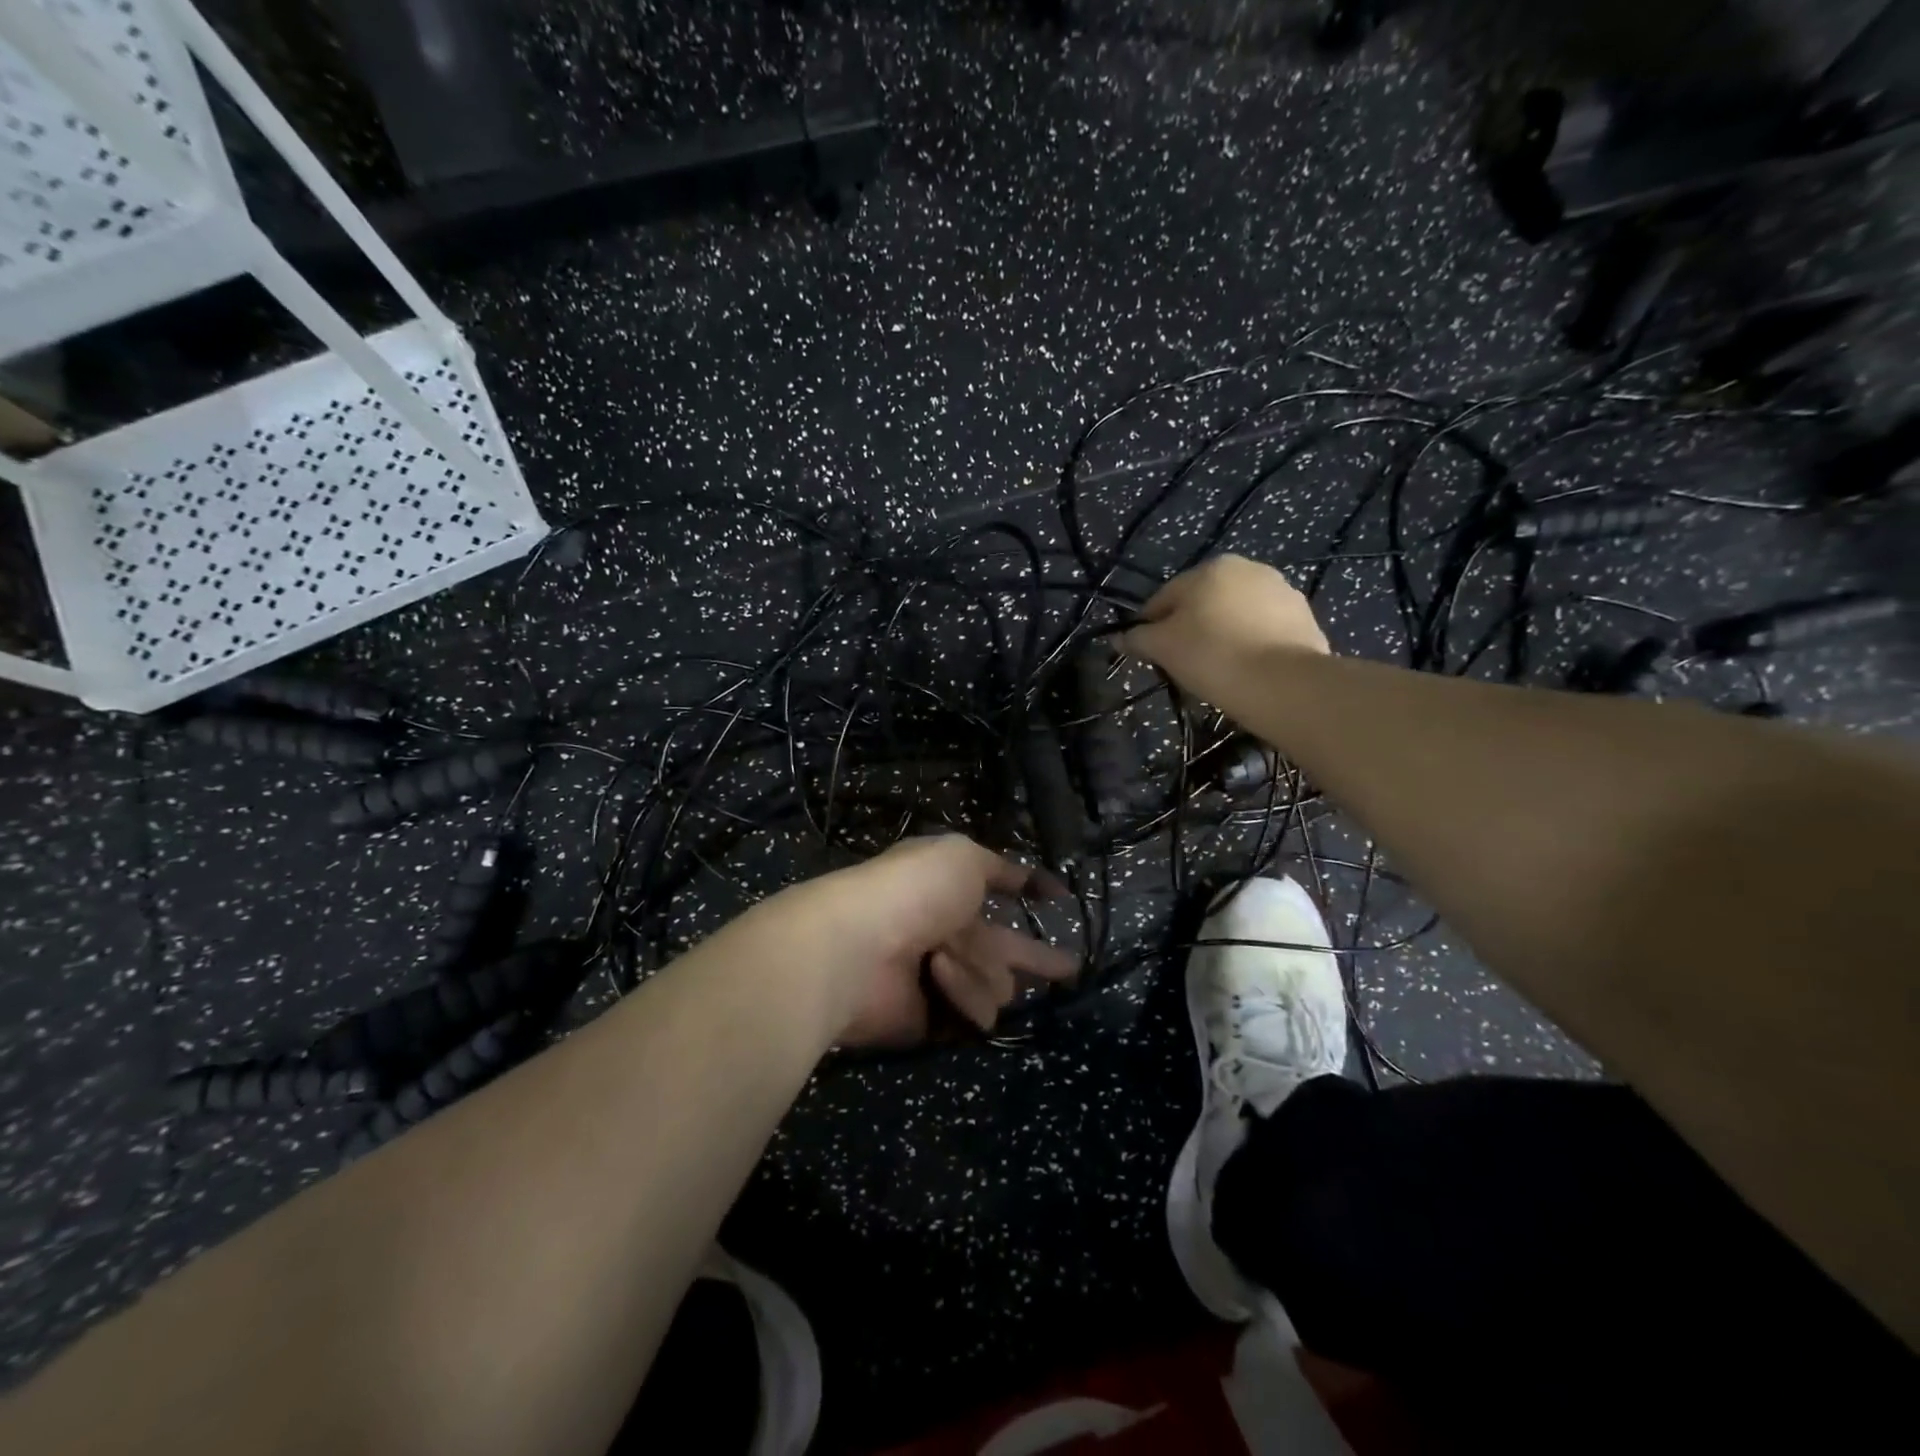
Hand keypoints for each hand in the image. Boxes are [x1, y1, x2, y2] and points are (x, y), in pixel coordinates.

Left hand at [753, 835, 1078, 1046]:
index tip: (1061, 897)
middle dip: (1037, 959)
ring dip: (977, 969)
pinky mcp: (930, 1018)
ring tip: (942, 960)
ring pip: (995, 983)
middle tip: (1071, 971)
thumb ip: (1001, 868)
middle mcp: (946, 930)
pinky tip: (938, 979)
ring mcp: (938, 977)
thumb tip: (1035, 878)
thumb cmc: (913, 891)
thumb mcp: (962, 856)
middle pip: (1003, 949)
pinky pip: (972, 1012)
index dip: (1029, 888)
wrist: (859, 948)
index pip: (999, 886)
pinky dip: (960, 993)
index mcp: (949, 887)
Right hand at [1119, 554, 1328, 703]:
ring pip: (1236, 616)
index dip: (1150, 627)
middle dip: (1191, 629)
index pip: (1164, 598)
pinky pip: (1265, 631)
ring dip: (1223, 635)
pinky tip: (1246, 671)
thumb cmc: (1212, 656)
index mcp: (1210, 568)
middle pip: (1203, 603)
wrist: (1283, 683)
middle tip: (1184, 665)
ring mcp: (1282, 592)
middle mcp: (1249, 569)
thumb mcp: (1162, 648)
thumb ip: (1137, 638)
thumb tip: (1118, 638)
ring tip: (1218, 670)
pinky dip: (1252, 645)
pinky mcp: (1306, 618)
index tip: (1149, 655)